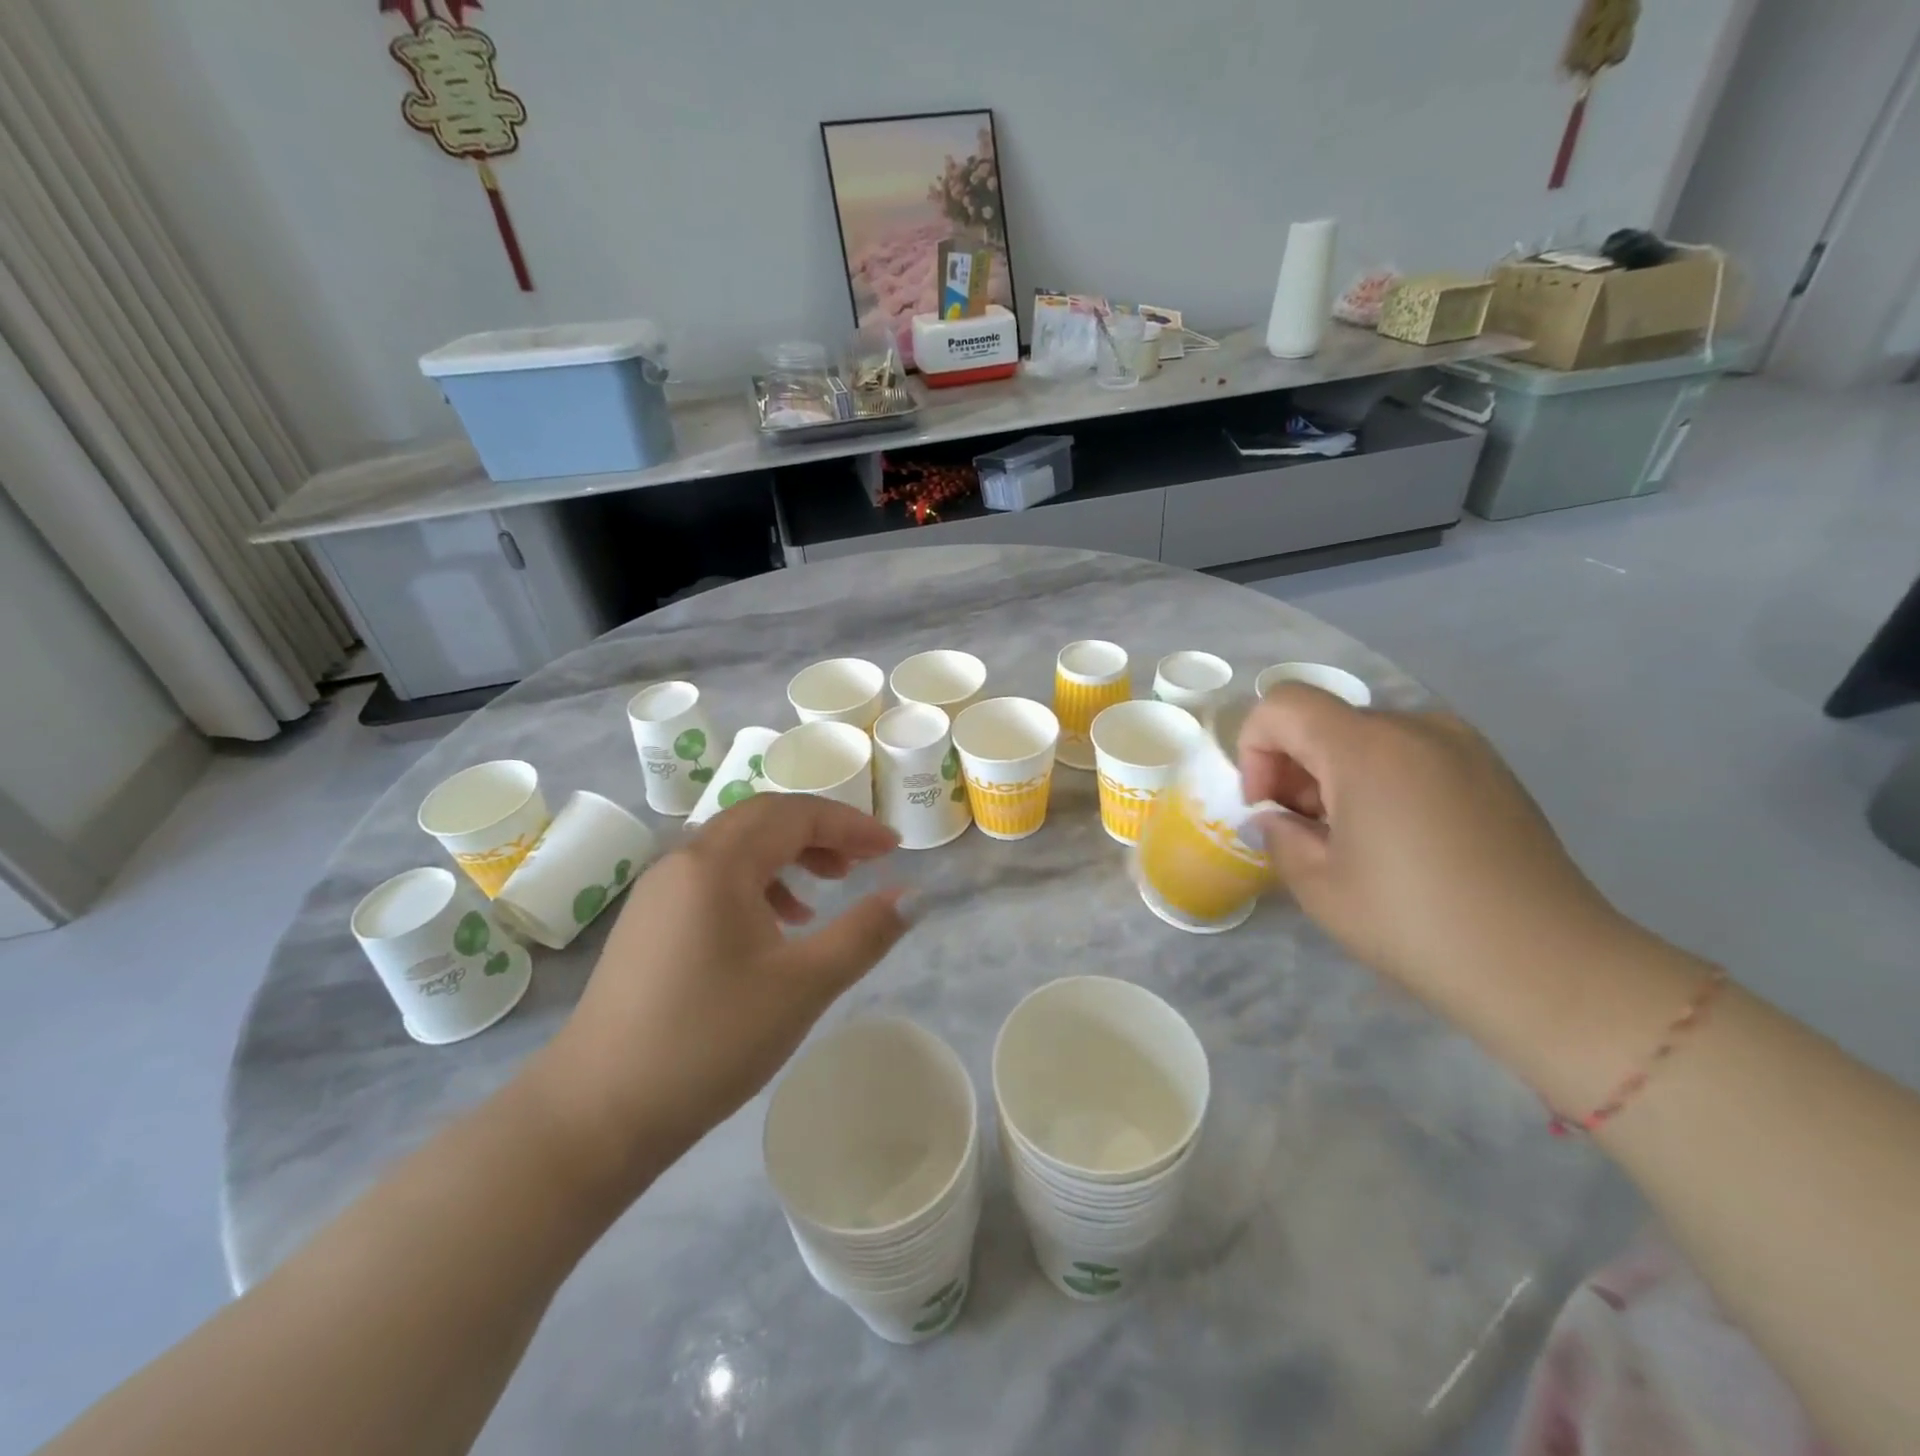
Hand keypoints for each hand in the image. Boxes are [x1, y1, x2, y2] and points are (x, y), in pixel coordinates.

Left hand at [529, 794, 908, 1190]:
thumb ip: (864, 933)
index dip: (851, 825)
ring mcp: (659, 891)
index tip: (894, 850)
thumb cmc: (709, 1041)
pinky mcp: (649, 922)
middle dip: (821, 833)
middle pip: (763, 819)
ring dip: (788, 855)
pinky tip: (777, 927)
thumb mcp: (803, 986)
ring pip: (737, 848)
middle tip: (864, 862)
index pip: (796, 815)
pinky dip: (757, 884)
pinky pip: (714, 878)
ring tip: (826, 892)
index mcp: (717, 863)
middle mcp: (683, 861)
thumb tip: (915, 895)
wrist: (596, 1114)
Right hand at [1238, 685, 1630, 1008]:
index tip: (1267, 805)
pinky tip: (1399, 838)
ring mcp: (1463, 744)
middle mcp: (1417, 727)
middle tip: (1303, 829)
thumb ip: (1279, 836)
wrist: (1548, 967)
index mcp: (1368, 748)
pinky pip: (1412, 752)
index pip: (1283, 704)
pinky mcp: (1492, 769)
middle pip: (1326, 719)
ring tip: (1351, 838)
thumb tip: (1276, 818)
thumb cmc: (1416, 924)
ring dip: (1337, 773)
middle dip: (1295, 765)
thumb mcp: (1319, 887)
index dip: (1255, 748)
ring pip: (1368, 736)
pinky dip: (1382, 778)